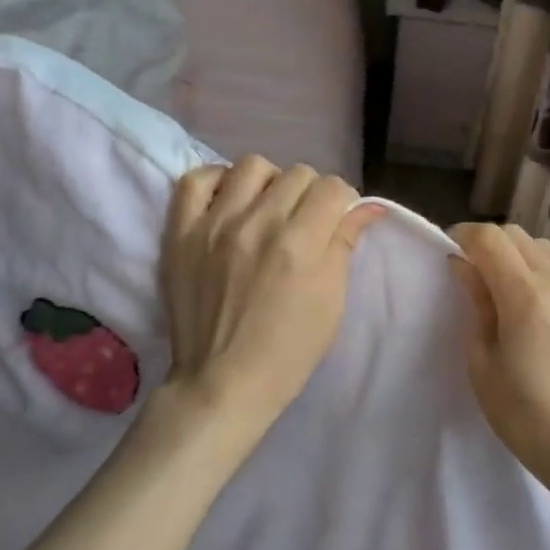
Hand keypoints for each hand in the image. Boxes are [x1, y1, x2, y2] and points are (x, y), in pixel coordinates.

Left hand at [156, 157, 382, 454]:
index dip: (342, 202)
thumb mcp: (332, 302)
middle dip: (311, 194)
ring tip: (266, 209)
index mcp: (300, 244)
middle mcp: (257, 223)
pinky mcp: (181, 233)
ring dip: (270, 183)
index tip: (337, 221)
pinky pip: (196, 179)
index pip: (332, 188)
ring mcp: (214, 225)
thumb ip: (345, 245)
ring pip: (252, 166)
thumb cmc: (289, 351)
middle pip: (298, 174)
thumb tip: (369, 207)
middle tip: (305, 222)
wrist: (223, 383)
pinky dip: (218, 182)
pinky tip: (228, 201)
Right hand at [448, 224, 549, 488]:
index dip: (465, 236)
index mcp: (526, 297)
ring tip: (512, 289)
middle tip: (477, 272)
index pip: (490, 238)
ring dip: (522, 257)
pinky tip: (547, 308)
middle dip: (491, 244)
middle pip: (519, 235)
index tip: (452, 251)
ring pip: (549, 250)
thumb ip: (475, 304)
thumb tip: (464, 266)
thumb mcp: (482, 364)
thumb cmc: (524, 415)